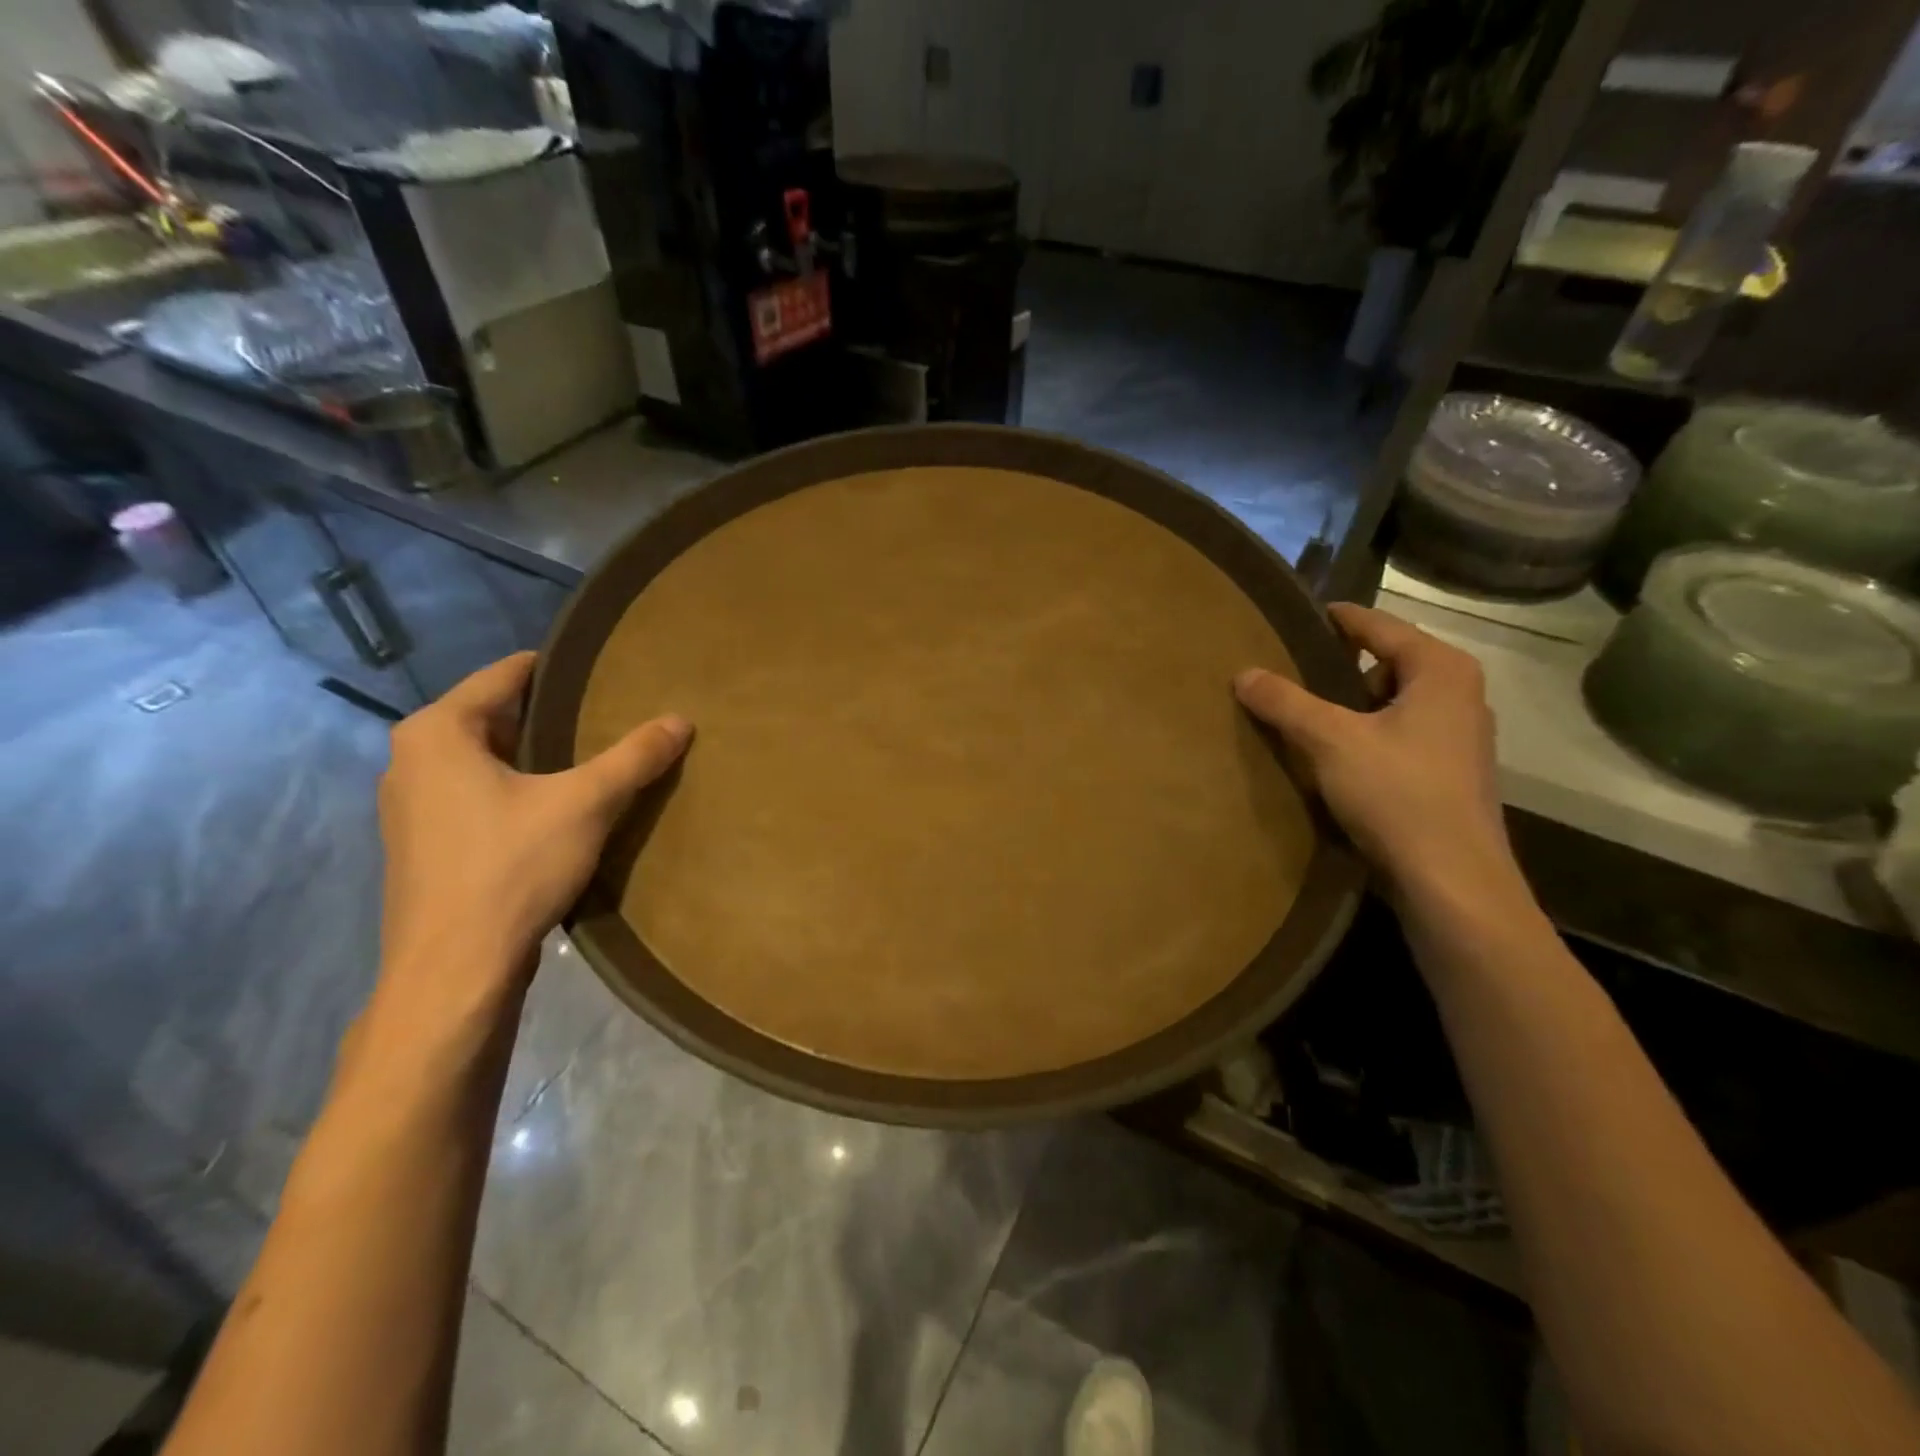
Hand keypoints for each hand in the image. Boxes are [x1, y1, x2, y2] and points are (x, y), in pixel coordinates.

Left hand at [375, 652, 691, 1013]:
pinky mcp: (424, 847)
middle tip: (608, 714)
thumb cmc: (511, 868)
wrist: (453, 971)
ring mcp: (411, 808)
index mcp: (438, 733)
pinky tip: (557, 809)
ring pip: (484, 761)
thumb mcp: (586, 804)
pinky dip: (515, 791)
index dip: (556, 669)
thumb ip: (634, 757)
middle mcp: (411, 760)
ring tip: (590, 759)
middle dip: (549, 716)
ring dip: (534, 757)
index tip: (602, 669)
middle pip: (493, 717)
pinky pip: (476, 796)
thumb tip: (681, 720)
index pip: (504, 675)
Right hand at [1234, 604, 1518, 905]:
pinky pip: (1399, 735)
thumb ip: (1285, 702)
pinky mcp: (1450, 774)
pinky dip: (1366, 735)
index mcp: (1441, 671)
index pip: (1380, 627)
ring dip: (1352, 705)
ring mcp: (1460, 738)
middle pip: (1389, 663)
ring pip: (1393, 703)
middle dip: (1341, 666)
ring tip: (1305, 714)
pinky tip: (1335, 757)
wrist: (1451, 881)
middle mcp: (1459, 695)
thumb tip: (1243, 672)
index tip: (1303, 615)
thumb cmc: (1397, 794)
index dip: (1339, 620)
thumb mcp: (1330, 741)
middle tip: (1292, 668)